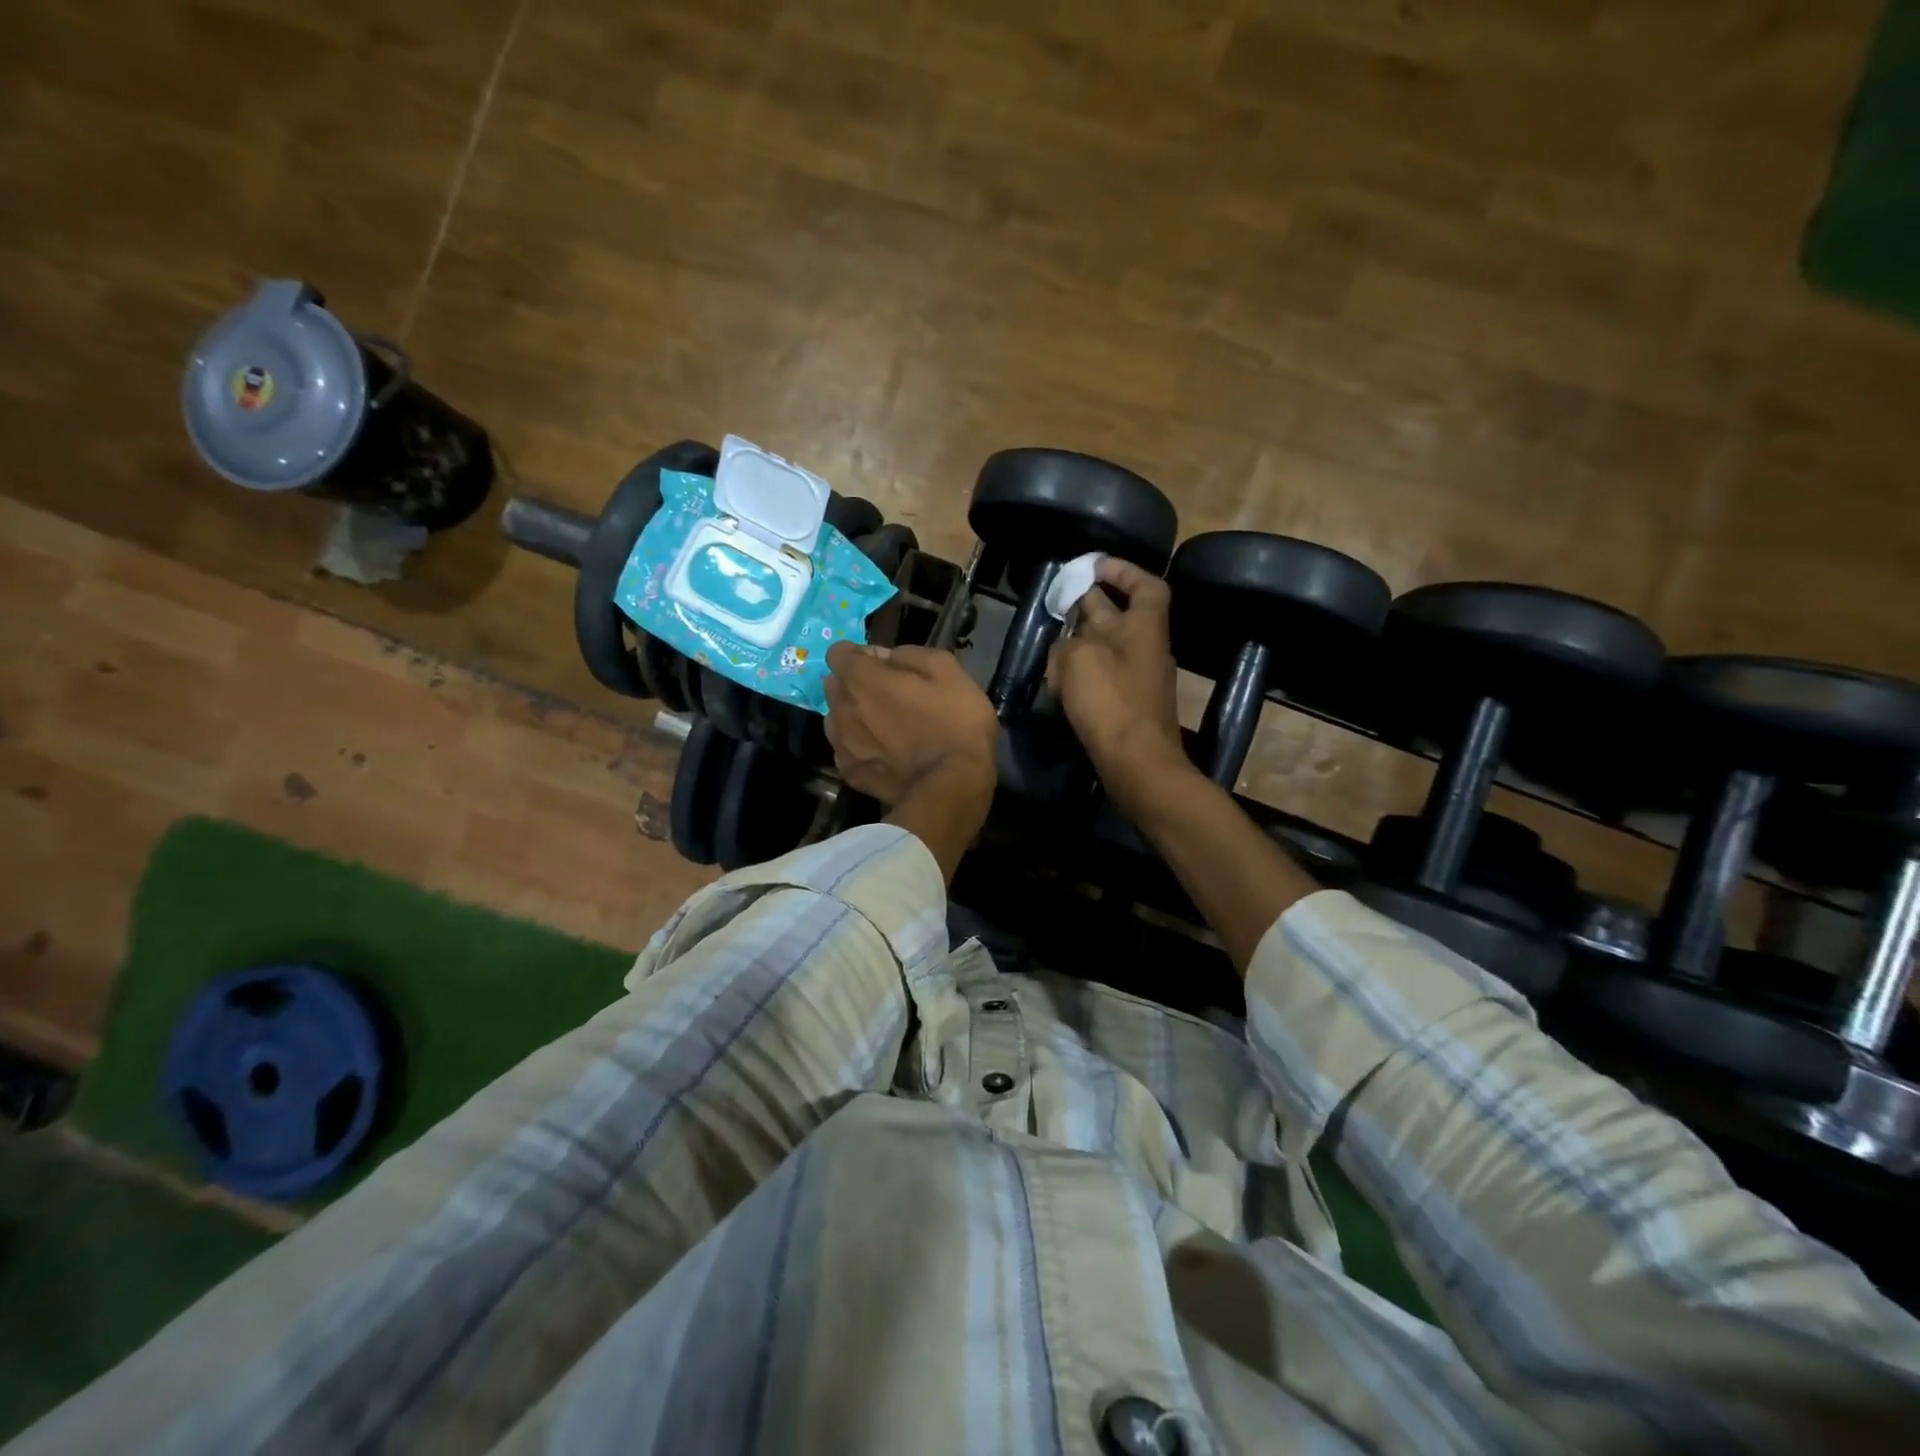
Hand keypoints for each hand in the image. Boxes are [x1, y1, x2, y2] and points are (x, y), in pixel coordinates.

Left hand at [824, 643, 998, 807]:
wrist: (952, 788)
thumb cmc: (955, 724)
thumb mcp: (948, 671)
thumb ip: (911, 654)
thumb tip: (889, 657)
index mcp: (862, 679)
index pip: (838, 652)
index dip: (863, 655)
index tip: (887, 667)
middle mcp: (842, 709)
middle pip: (834, 685)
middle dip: (856, 684)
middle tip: (890, 697)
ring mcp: (842, 744)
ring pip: (837, 718)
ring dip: (855, 716)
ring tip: (887, 729)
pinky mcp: (849, 774)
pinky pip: (847, 749)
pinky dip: (861, 747)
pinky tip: (887, 755)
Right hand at [1047, 557, 1190, 809]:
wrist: (1137, 763)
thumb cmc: (1111, 702)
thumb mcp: (1077, 660)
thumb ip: (1067, 645)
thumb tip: (1065, 649)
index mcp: (1144, 628)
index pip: (1145, 586)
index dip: (1123, 570)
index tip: (1095, 565)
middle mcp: (1145, 649)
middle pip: (1119, 615)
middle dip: (1091, 602)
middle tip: (1061, 596)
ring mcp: (1137, 679)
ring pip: (1107, 646)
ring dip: (1081, 639)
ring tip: (1052, 639)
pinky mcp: (1125, 706)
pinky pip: (1102, 676)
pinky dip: (1081, 671)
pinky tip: (1058, 678)